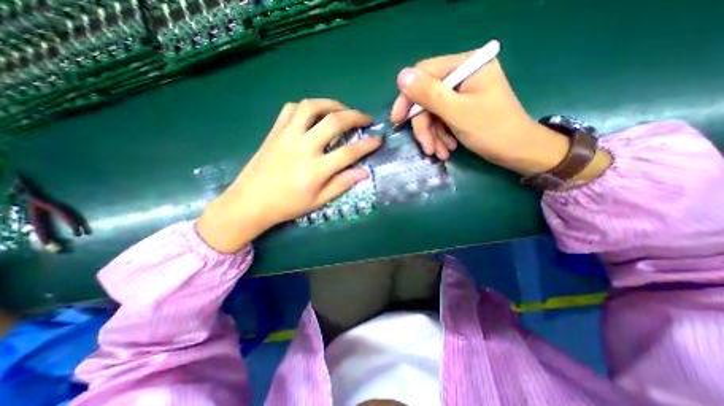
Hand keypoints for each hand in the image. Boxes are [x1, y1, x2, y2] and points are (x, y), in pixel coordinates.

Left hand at [196, 98, 381, 249]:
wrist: (250, 202)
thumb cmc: (287, 206)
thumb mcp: (318, 201)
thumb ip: (341, 184)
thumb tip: (364, 172)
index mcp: (315, 170)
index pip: (349, 152)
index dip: (368, 144)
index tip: (379, 139)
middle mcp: (303, 148)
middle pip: (334, 122)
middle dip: (356, 116)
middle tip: (366, 119)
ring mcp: (287, 136)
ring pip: (312, 107)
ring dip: (332, 104)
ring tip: (343, 110)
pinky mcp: (275, 131)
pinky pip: (291, 109)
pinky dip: (307, 106)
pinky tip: (315, 113)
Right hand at [388, 46, 574, 175]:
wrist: (517, 152)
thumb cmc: (492, 131)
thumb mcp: (457, 112)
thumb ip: (429, 94)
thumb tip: (401, 77)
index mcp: (467, 65)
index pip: (425, 74)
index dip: (408, 97)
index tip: (397, 120)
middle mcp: (463, 75)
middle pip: (428, 98)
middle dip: (425, 127)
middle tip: (427, 148)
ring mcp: (462, 93)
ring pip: (433, 113)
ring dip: (433, 136)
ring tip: (440, 153)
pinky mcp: (462, 108)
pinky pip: (441, 120)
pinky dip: (441, 136)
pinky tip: (447, 150)